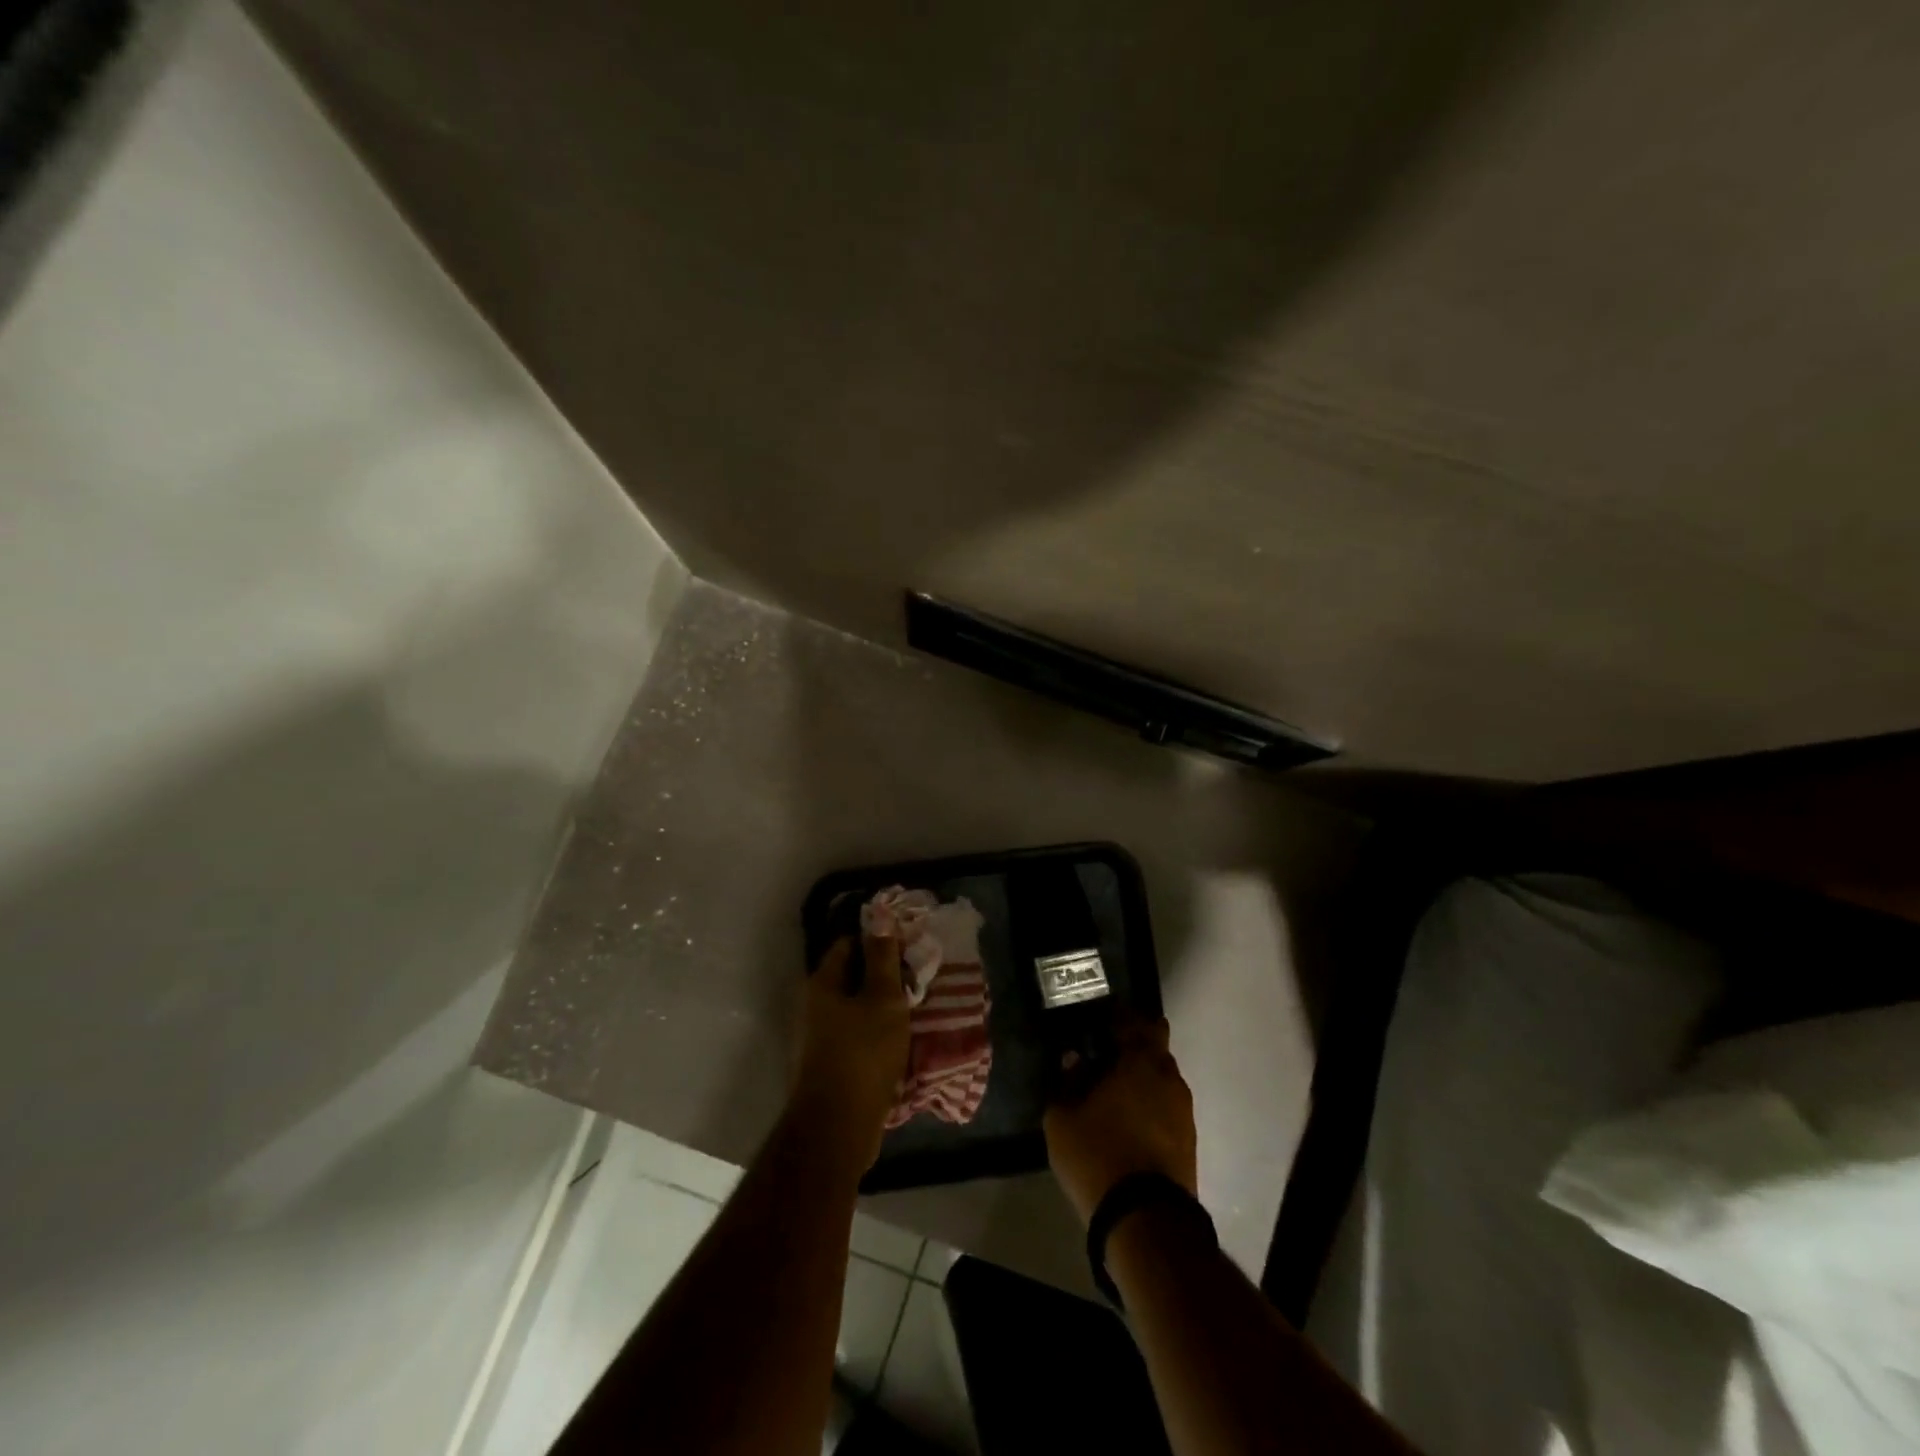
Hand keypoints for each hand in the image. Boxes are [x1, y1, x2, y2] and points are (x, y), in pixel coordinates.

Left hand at [791, 934, 910, 1170]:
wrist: (839, 1126)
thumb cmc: (863, 1053)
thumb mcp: (882, 998)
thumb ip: (882, 957)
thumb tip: (880, 914)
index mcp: (823, 982)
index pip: (850, 943)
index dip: (880, 939)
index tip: (910, 946)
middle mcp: (816, 1004)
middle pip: (854, 974)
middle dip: (886, 973)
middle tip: (919, 975)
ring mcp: (823, 1035)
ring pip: (859, 1005)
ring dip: (885, 1003)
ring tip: (918, 1003)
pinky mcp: (834, 1061)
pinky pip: (860, 1031)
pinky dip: (880, 1028)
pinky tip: (904, 1034)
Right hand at [1043, 1016, 1196, 1224]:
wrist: (1144, 1220)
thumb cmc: (1098, 1154)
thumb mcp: (1062, 1117)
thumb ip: (1067, 1081)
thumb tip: (1074, 1060)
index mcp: (1141, 1061)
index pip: (1141, 1022)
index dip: (1123, 1019)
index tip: (1102, 1024)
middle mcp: (1169, 1078)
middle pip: (1155, 1051)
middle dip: (1133, 1051)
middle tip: (1104, 1060)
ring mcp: (1184, 1112)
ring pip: (1162, 1082)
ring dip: (1142, 1083)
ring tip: (1112, 1097)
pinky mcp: (1188, 1143)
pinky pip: (1166, 1110)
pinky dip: (1150, 1109)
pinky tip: (1127, 1125)